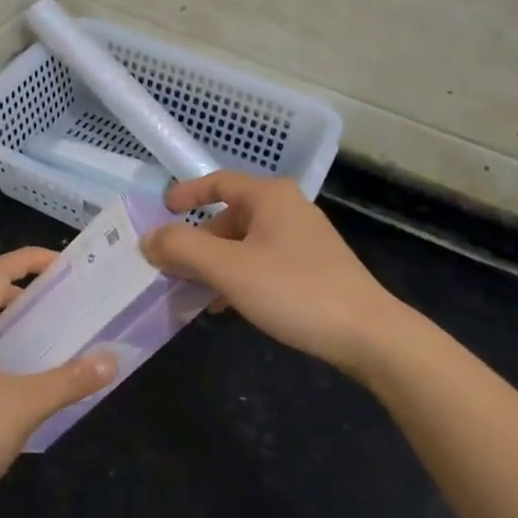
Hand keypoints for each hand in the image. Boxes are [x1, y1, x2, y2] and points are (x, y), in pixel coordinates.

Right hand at [142, 172, 407, 379]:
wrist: (369, 335)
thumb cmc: (294, 290)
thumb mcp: (229, 269)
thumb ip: (183, 248)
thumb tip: (148, 238)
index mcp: (269, 196)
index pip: (218, 182)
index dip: (186, 194)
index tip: (161, 211)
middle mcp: (287, 209)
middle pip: (229, 216)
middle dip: (198, 241)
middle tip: (171, 266)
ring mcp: (303, 239)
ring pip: (245, 243)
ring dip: (215, 264)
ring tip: (192, 292)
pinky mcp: (313, 268)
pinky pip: (262, 263)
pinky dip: (239, 277)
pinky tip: (227, 307)